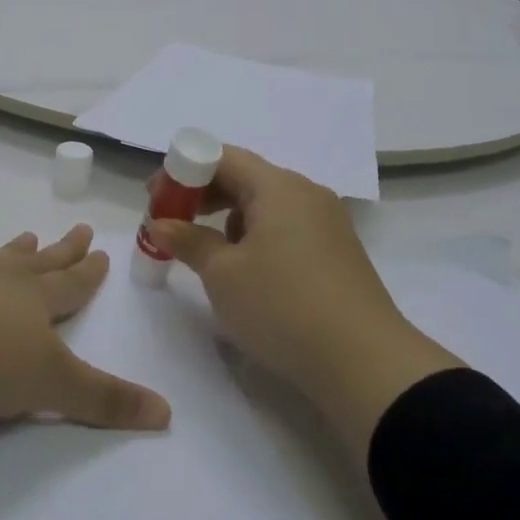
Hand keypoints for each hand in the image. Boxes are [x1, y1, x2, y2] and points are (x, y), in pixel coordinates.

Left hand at [0, 225, 169, 435]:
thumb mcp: (50, 386)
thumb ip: (103, 400)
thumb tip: (166, 413)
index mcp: (33, 300)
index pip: (71, 283)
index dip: (88, 272)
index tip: (100, 251)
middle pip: (39, 262)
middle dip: (62, 250)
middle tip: (78, 229)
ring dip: (13, 251)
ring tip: (25, 237)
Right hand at [145, 149, 462, 455]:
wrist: (364, 363)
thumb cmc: (283, 306)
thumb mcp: (223, 274)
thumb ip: (188, 241)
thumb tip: (161, 224)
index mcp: (278, 186)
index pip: (222, 157)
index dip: (183, 170)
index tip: (155, 196)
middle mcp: (306, 193)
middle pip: (245, 178)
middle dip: (202, 195)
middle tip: (171, 222)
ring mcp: (326, 222)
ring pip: (265, 205)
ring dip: (228, 219)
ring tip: (205, 251)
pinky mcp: (336, 252)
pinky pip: (285, 228)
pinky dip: (256, 237)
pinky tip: (246, 270)